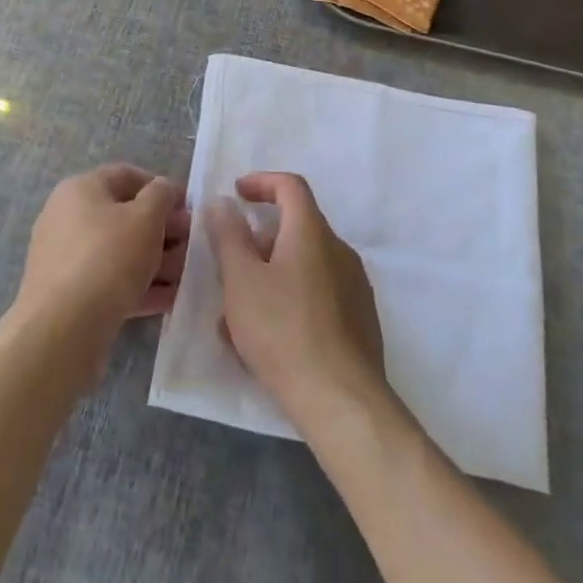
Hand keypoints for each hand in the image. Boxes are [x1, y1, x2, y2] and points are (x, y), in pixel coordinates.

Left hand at [16, 165, 189, 337]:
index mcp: (81, 189)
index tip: (188, 207)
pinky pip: (109, 282)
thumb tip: (162, 189)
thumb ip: (161, 194)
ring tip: (185, 276)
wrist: (62, 330)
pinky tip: (168, 299)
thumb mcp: (146, 217)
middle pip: (124, 216)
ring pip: (119, 252)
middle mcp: (67, 217)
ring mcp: (65, 258)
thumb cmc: (108, 258)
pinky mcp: (68, 296)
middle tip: (191, 244)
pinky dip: (138, 286)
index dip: (161, 187)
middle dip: (162, 229)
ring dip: (155, 261)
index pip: (126, 176)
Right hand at [207, 172, 386, 421]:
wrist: (342, 400)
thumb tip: (223, 203)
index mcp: (312, 232)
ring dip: (269, 280)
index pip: (290, 186)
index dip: (262, 182)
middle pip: (296, 230)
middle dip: (258, 243)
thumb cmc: (283, 330)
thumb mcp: (241, 280)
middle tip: (230, 268)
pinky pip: (317, 297)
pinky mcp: (359, 321)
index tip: (237, 194)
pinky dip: (289, 304)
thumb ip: (228, 236)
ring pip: (303, 268)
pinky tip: (266, 342)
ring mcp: (353, 287)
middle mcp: (338, 250)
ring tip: (237, 318)